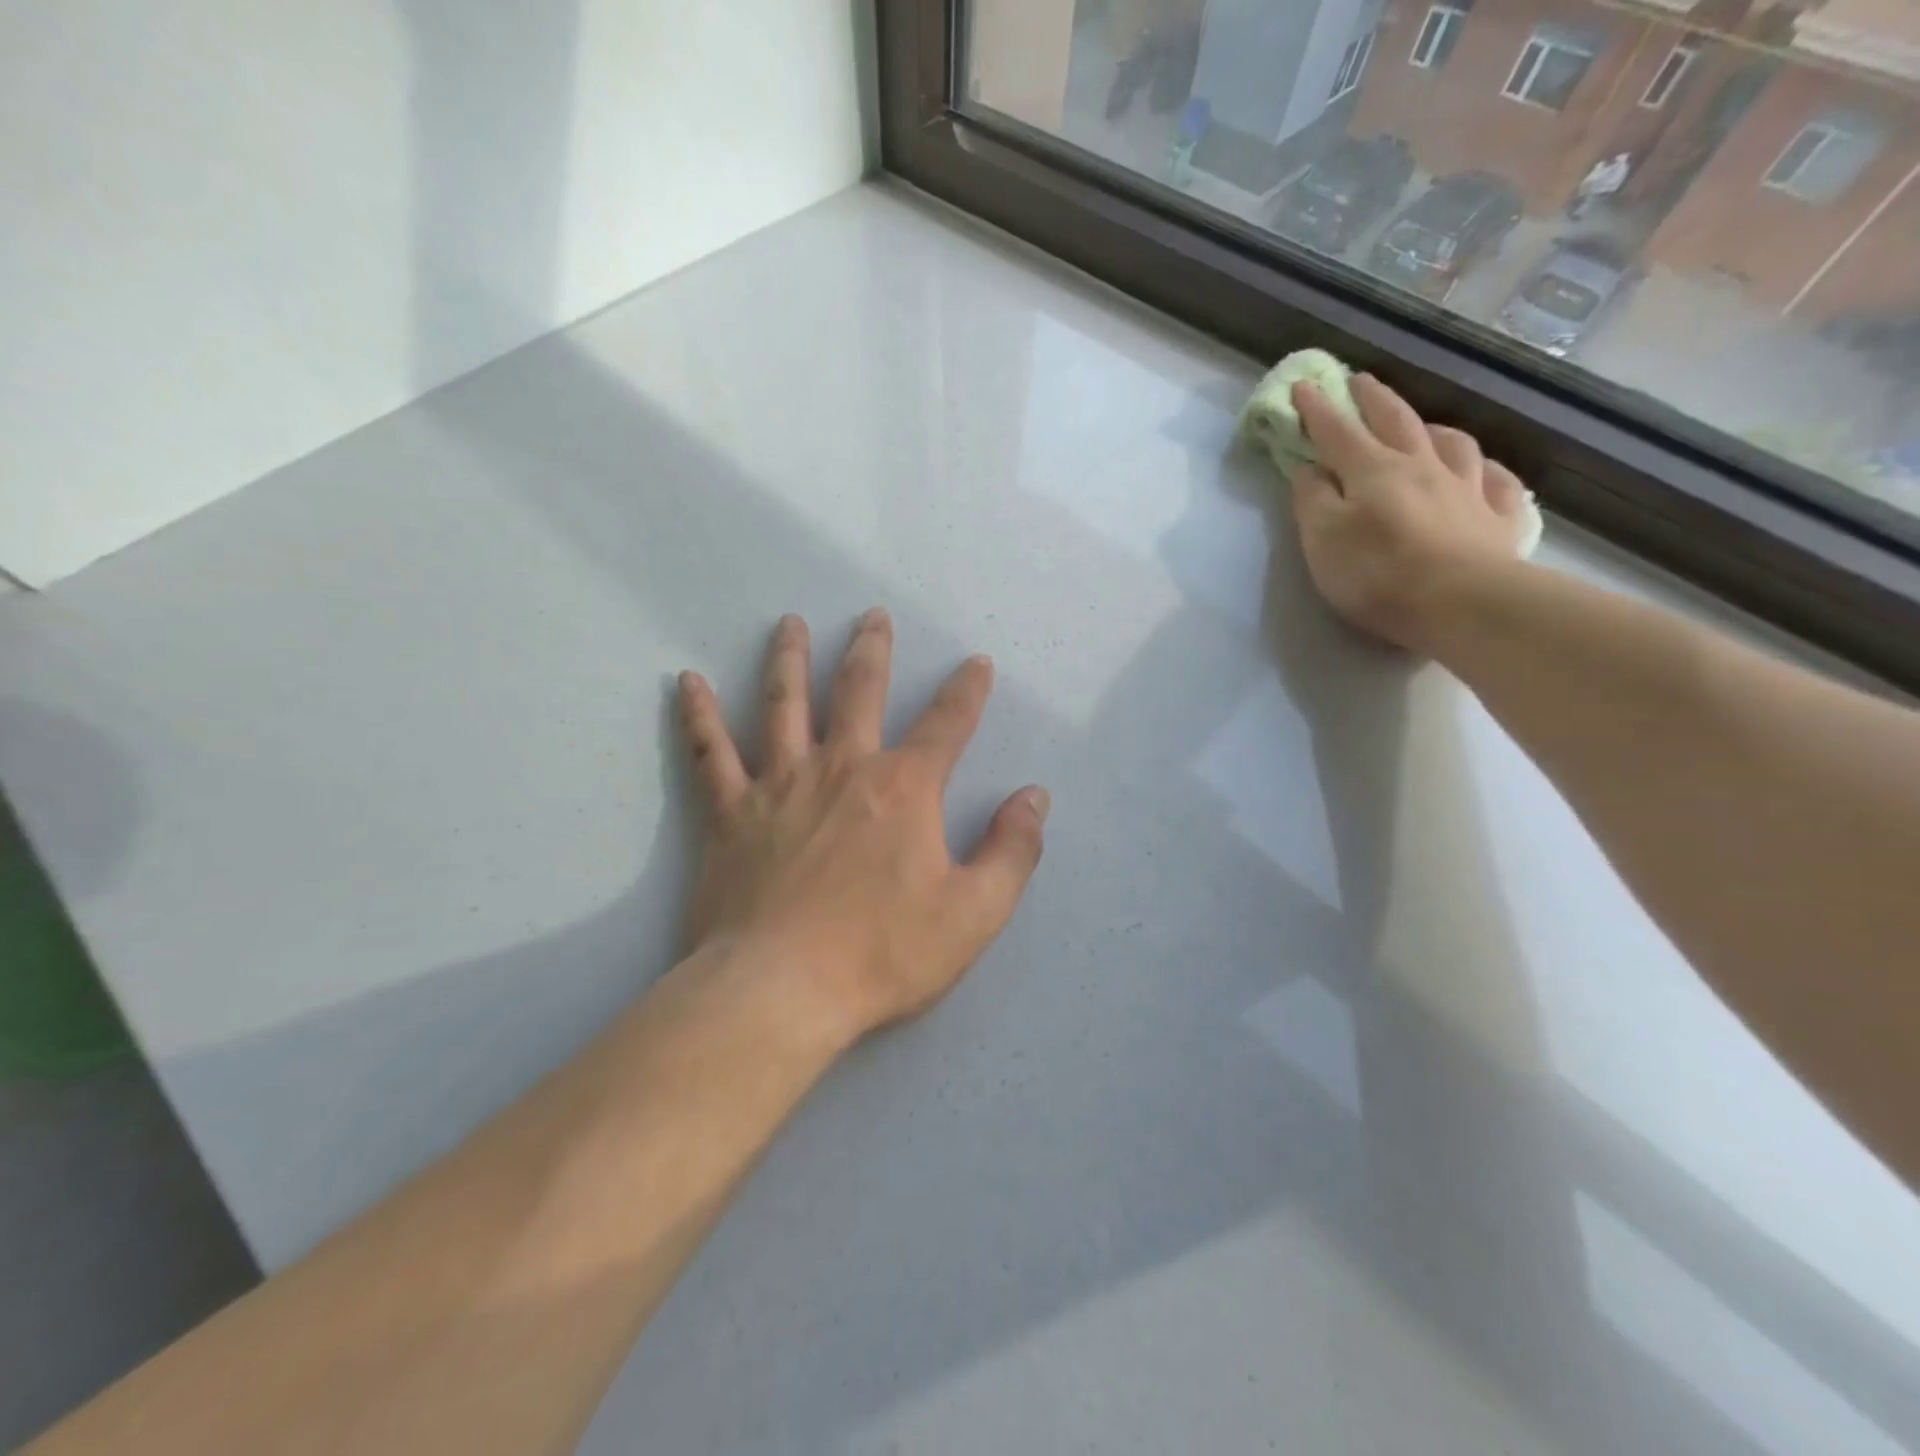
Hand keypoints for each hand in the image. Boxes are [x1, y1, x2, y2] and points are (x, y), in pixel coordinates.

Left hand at [676, 609, 1048, 1042]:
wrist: (781, 991)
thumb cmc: (882, 953)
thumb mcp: (974, 912)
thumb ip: (1012, 850)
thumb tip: (1034, 797)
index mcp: (903, 789)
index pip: (947, 724)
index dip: (967, 691)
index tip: (976, 663)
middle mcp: (842, 768)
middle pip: (859, 691)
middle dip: (872, 651)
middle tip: (872, 616)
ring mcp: (780, 785)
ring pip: (783, 704)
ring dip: (788, 659)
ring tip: (789, 623)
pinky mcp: (729, 813)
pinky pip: (709, 752)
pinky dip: (698, 714)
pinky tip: (687, 682)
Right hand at [1290, 374, 1531, 653]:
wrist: (1462, 603)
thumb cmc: (1378, 572)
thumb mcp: (1323, 538)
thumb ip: (1312, 500)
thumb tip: (1309, 468)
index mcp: (1373, 470)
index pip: (1337, 431)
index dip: (1317, 409)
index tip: (1303, 385)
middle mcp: (1423, 466)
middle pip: (1396, 421)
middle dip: (1373, 398)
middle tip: (1359, 381)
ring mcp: (1467, 488)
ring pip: (1453, 443)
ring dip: (1433, 428)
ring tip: (1424, 427)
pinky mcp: (1499, 518)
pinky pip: (1496, 482)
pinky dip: (1485, 470)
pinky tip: (1481, 472)